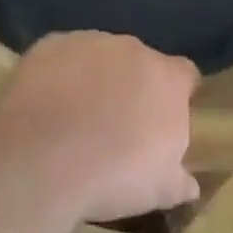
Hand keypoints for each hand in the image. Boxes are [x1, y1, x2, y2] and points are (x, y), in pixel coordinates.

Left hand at [0, 31, 200, 222]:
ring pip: (99, 56)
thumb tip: (190, 185)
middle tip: (116, 123)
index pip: (184, 75)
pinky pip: (60, 56)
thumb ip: (179, 181)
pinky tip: (46, 103)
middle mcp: (132, 49)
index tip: (162, 119)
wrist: (42, 161)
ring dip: (94, 78)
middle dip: (132, 86)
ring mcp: (89, 42)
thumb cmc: (113, 175)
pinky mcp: (49, 45)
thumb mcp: (159, 190)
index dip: (176, 95)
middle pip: (140, 63)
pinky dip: (58, 74)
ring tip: (76, 116)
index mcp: (167, 79)